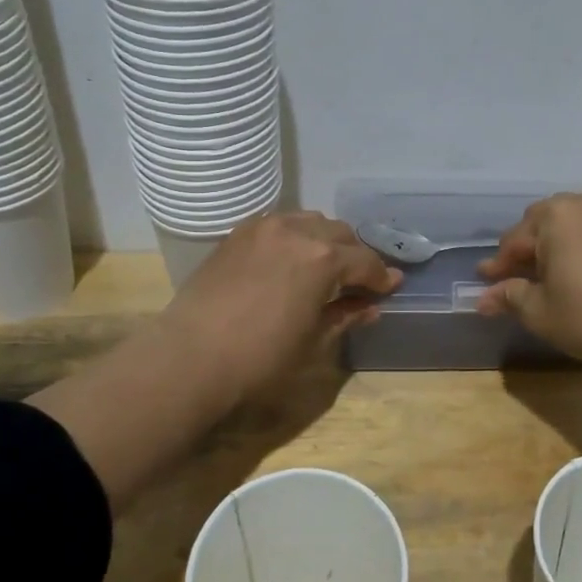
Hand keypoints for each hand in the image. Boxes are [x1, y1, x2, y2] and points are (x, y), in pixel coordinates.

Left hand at [159, 211, 401, 409]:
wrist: (190, 357)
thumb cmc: (260, 359)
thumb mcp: (313, 342)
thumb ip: (345, 316)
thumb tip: (370, 306)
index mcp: (323, 258)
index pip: (365, 261)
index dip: (381, 277)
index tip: (391, 287)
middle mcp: (297, 231)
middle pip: (340, 234)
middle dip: (355, 255)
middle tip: (358, 280)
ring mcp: (263, 228)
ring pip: (309, 222)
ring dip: (324, 240)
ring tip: (324, 267)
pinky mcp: (237, 234)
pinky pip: (278, 225)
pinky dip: (294, 237)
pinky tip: (289, 260)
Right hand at [476, 191, 581, 367]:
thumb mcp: (539, 311)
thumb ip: (509, 296)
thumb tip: (483, 299)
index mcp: (554, 216)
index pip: (515, 240)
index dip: (498, 265)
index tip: (485, 282)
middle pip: (543, 223)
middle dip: (528, 249)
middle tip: (516, 277)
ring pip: (573, 224)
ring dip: (556, 244)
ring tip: (548, 272)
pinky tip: (580, 270)